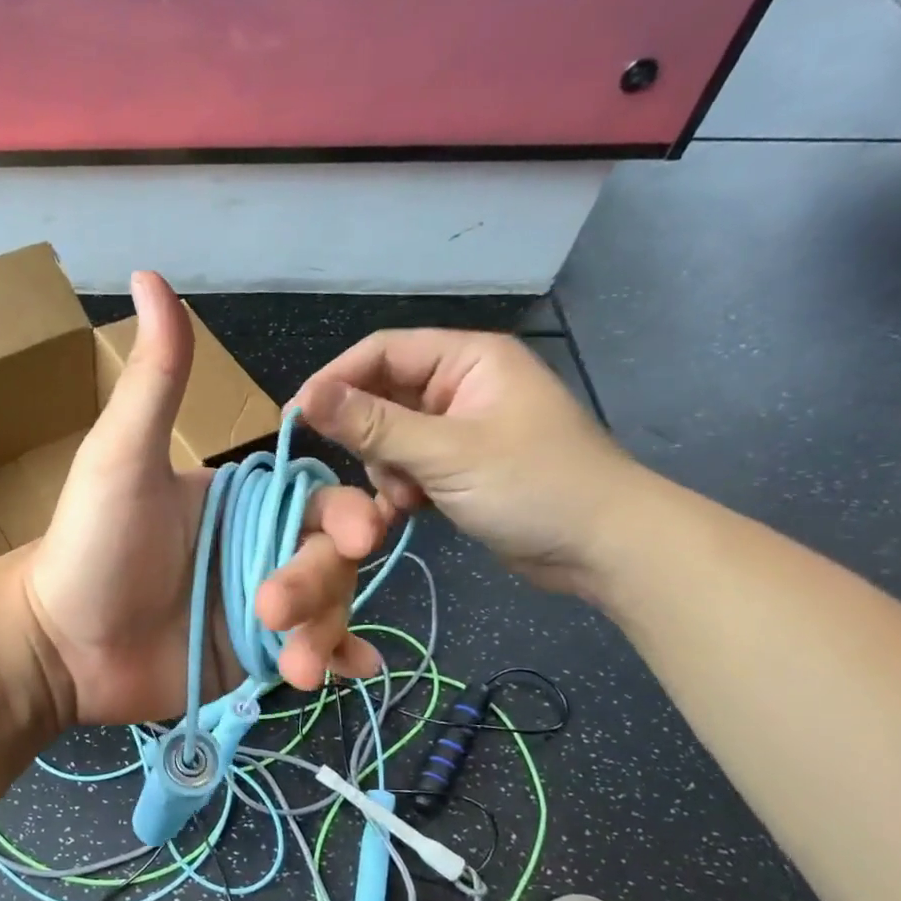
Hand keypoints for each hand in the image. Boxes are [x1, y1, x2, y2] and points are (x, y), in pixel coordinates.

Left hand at [24, 273, 384, 726]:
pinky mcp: (251, 655)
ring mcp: (257, 606)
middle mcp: (257, 546)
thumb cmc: (90, 546)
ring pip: (327, 607)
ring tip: (296, 666)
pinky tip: (350, 669)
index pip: (317, 498)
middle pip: (329, 557)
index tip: (360, 536)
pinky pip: (309, 651)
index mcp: (239, 499)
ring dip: (325, 631)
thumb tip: (150, 273)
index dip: (347, 514)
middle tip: (272, 611)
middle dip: (318, 584)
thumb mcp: (122, 458)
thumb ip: (155, 378)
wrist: (60, 647)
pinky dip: (335, 658)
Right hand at [293, 330, 647, 595]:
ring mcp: (461, 428)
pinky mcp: (460, 466)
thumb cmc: (533, 486)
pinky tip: (411, 510)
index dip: (335, 380)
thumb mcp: (446, 454)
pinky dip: (402, 487)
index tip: (297, 418)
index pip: (381, 351)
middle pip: (383, 396)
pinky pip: (410, 465)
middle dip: (369, 437)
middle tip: (368, 471)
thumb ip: (373, 425)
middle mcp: (461, 385)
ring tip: (407, 498)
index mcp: (467, 359)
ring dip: (387, 468)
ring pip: (391, 437)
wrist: (604, 549)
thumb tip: (304, 398)